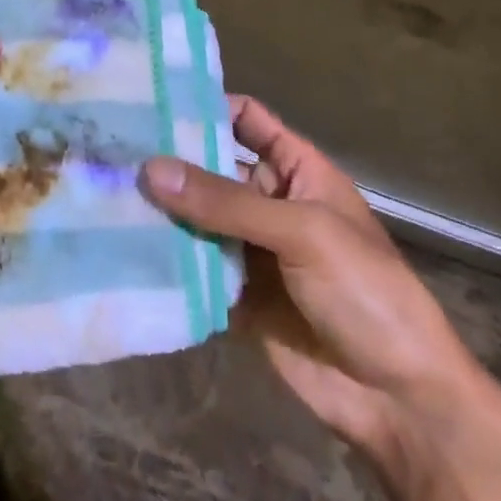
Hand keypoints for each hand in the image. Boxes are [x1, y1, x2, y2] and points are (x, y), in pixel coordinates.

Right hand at [140, 97, 485, 464]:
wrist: (399, 399)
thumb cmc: (366, 291)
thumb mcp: (302, 232)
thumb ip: (226, 202)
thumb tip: (150, 169)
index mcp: (297, 170)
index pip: (246, 120)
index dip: (205, 106)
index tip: (149, 100)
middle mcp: (269, 202)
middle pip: (210, 170)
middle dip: (168, 163)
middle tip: (108, 151)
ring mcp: (250, 251)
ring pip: (196, 220)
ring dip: (160, 213)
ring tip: (101, 194)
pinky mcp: (234, 296)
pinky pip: (193, 268)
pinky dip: (164, 261)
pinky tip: (118, 249)